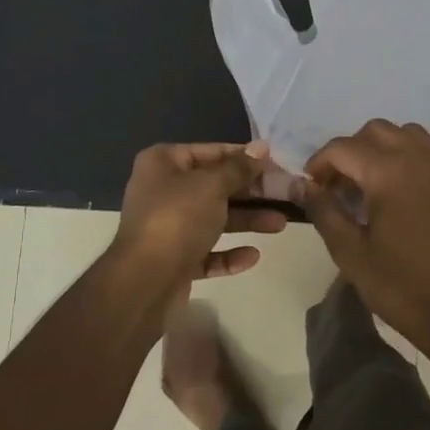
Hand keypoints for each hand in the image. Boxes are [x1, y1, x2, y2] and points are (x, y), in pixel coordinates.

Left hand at [113, 141, 285, 289]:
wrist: (144, 281)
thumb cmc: (177, 218)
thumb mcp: (212, 185)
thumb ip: (239, 168)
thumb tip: (261, 148)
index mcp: (162, 164)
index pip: (209, 151)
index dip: (242, 156)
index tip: (274, 162)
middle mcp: (161, 191)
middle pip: (213, 186)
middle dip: (249, 192)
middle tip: (285, 193)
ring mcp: (167, 227)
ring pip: (213, 219)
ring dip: (246, 221)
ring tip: (280, 225)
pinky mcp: (173, 260)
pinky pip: (206, 251)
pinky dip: (229, 253)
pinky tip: (253, 256)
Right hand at [297, 120, 429, 354]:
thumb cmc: (399, 286)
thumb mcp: (349, 252)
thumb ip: (323, 210)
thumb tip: (303, 185)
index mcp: (388, 173)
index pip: (343, 147)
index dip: (320, 162)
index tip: (312, 185)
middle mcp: (420, 159)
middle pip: (376, 131)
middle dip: (351, 150)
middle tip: (340, 184)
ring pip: (408, 134)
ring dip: (384, 148)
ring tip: (372, 181)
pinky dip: (413, 159)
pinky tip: (405, 191)